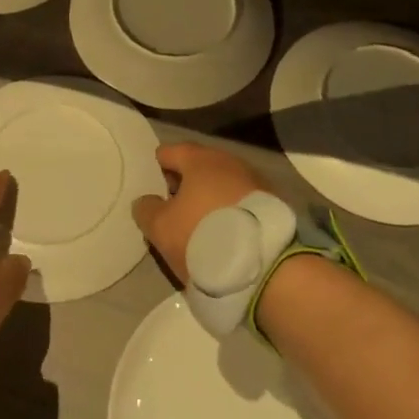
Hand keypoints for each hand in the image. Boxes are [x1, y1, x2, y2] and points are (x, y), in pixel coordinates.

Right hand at [130, 143, 264, 283]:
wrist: (261, 265)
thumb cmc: (202, 236)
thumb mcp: (160, 227)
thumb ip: (146, 209)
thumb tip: (146, 201)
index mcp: (200, 159)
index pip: (170, 152)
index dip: (157, 169)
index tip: (152, 191)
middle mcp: (229, 161)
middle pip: (198, 166)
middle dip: (185, 184)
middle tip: (173, 210)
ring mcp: (255, 181)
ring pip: (222, 184)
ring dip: (209, 198)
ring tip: (199, 224)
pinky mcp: (272, 204)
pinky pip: (241, 201)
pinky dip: (230, 211)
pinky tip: (225, 232)